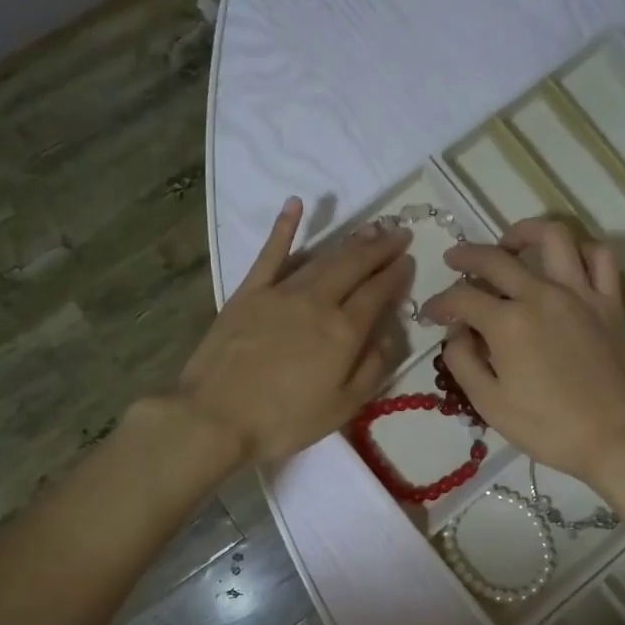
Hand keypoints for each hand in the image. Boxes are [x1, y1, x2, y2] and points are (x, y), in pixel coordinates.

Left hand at [174, 198, 412, 465]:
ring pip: (322, 257)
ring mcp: (280, 292)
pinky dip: (284, 227)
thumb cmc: (284, 421)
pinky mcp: (248, 292)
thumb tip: (391, 335)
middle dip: (380, 248)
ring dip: (349, 240)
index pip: (378, 293)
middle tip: (398, 233)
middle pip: (354, 266)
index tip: (409, 260)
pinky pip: (270, 253)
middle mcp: (317, 301)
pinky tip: (296, 204)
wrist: (216, 417)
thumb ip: (373, 368)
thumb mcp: (343, 407)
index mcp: (344, 331)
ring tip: (369, 228)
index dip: (396, 275)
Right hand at [420, 217, 624, 484]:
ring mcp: (581, 294)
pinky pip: (600, 258)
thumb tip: (457, 334)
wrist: (616, 438)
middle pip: (496, 258)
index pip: (461, 298)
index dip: (439, 304)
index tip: (430, 315)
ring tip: (511, 244)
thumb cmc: (548, 428)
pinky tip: (567, 262)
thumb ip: (464, 362)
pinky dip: (581, 250)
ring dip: (524, 233)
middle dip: (467, 256)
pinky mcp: (611, 303)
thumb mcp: (490, 404)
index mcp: (507, 322)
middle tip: (453, 260)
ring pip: (553, 236)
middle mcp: (541, 295)